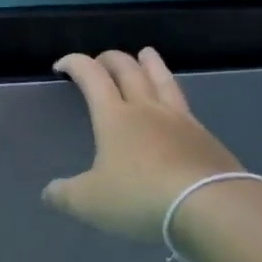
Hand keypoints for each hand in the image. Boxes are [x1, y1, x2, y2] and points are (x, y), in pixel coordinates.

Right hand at [42, 48, 242, 242]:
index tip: (61, 66)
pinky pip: (184, 105)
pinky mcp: (206, 138)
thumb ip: (64, 194)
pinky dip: (172, 94)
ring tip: (146, 53)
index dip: (75, 64)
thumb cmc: (140, 197)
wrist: (212, 207)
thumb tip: (50, 192)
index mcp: (114, 117)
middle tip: (100, 59)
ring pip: (163, 80)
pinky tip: (173, 104)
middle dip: (110, 59)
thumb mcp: (89, 202)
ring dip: (150, 64)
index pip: (92, 76)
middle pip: (129, 70)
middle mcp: (147, 109)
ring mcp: (180, 121)